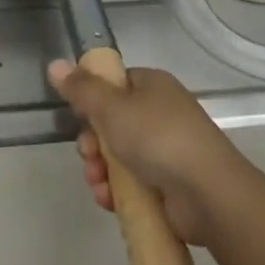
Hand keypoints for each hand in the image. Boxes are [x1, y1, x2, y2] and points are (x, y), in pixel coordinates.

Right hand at [47, 61, 246, 245]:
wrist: (209, 194)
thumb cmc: (158, 138)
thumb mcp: (112, 108)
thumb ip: (81, 89)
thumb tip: (54, 64)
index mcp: (152, 85)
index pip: (114, 84)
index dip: (92, 100)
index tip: (79, 117)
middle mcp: (161, 112)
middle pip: (112, 122)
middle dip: (93, 143)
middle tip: (88, 156)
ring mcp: (167, 149)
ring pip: (119, 155)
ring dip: (101, 170)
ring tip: (99, 185)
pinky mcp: (170, 183)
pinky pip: (134, 182)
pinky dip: (118, 191)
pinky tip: (110, 201)